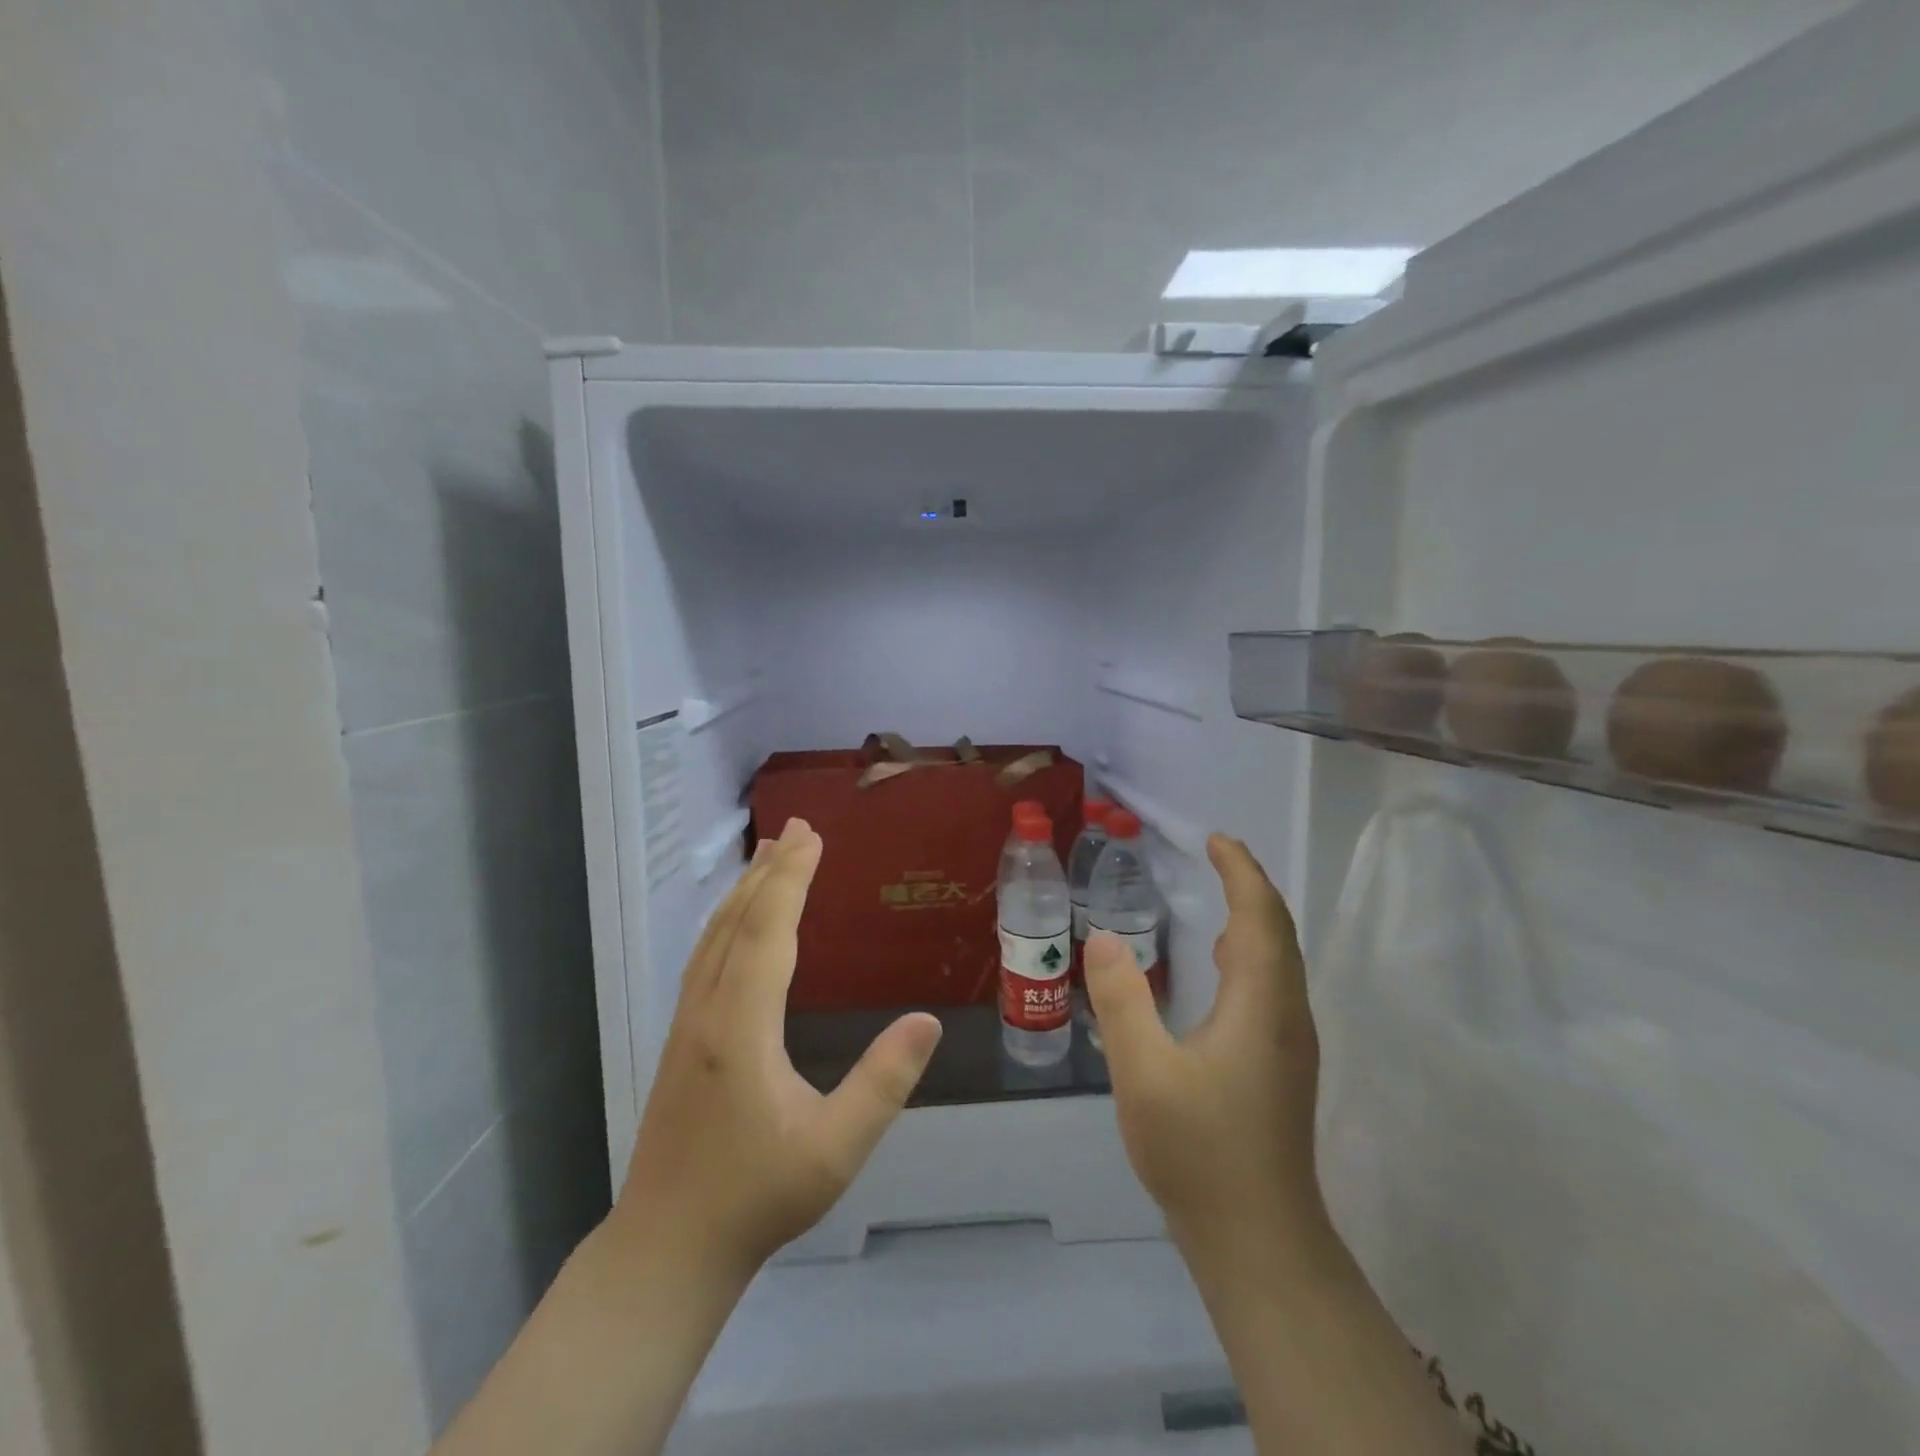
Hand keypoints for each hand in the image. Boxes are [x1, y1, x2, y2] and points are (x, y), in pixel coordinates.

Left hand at [609, 818, 942, 1280]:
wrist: (667, 1246)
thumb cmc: (757, 1197)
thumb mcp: (834, 1149)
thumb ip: (883, 1084)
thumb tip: (927, 1021)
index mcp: (741, 1026)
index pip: (768, 931)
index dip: (791, 879)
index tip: (813, 837)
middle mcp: (708, 1010)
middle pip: (738, 921)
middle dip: (770, 869)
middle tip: (799, 827)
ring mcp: (687, 1022)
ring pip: (714, 936)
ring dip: (745, 890)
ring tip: (769, 854)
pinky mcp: (681, 1037)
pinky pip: (704, 956)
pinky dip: (726, 920)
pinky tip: (738, 921)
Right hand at [1085, 834, 1326, 1260]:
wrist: (1260, 1240)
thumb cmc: (1200, 1152)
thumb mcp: (1144, 1074)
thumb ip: (1122, 1002)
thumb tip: (1104, 938)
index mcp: (1260, 1005)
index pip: (1260, 918)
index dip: (1241, 872)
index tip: (1215, 839)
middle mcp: (1287, 1015)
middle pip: (1278, 932)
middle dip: (1251, 886)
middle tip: (1216, 854)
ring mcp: (1290, 1044)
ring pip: (1280, 960)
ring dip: (1254, 918)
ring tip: (1220, 896)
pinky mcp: (1283, 1067)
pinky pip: (1273, 985)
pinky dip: (1252, 952)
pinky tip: (1221, 967)